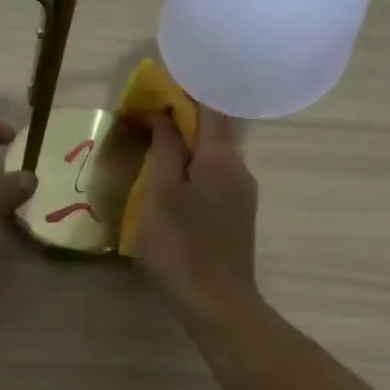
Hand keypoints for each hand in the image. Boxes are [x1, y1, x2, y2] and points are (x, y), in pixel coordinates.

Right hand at [134, 106, 260, 326]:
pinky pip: (213, 179)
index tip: (158, 85)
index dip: (186, 92)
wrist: (217, 304)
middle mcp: (239, 170)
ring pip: (213, 157)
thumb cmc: (182, 246)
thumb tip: (167, 115)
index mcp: (221, 158)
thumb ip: (166, 151)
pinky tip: (171, 183)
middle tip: (148, 115)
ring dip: (186, 146)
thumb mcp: (162, 194)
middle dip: (183, 119)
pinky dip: (191, 170)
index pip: (209, 108)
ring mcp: (241, 196)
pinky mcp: (235, 218)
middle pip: (213, 131)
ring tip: (154, 145)